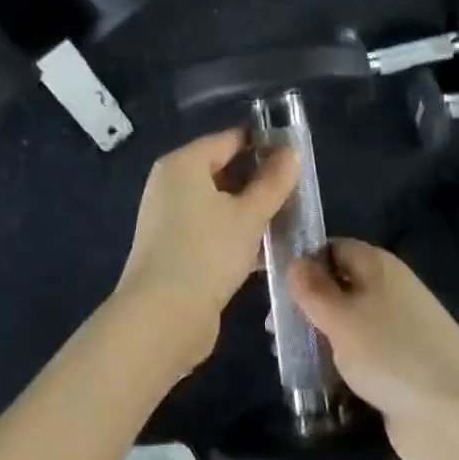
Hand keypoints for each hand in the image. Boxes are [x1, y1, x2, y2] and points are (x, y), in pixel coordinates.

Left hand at [114, 129, 299, 372]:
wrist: (161, 320)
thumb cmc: (206, 253)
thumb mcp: (249, 216)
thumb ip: (273, 182)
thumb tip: (292, 152)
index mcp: (183, 164)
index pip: (229, 139)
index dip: (263, 143)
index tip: (295, 154)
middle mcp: (171, 185)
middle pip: (223, 170)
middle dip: (259, 179)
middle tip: (297, 188)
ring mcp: (170, 219)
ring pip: (219, 203)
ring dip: (251, 210)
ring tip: (289, 217)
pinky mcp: (175, 250)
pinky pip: (212, 229)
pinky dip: (236, 233)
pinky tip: (267, 248)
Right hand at [289, 240, 458, 459]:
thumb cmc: (394, 355)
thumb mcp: (343, 318)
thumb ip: (314, 290)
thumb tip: (295, 262)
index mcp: (378, 266)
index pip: (334, 248)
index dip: (305, 261)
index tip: (273, 283)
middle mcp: (387, 292)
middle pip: (339, 287)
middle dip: (308, 305)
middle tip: (272, 327)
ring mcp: (394, 334)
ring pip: (347, 326)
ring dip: (320, 340)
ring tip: (284, 356)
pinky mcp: (397, 372)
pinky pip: (358, 360)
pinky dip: (337, 369)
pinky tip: (311, 385)